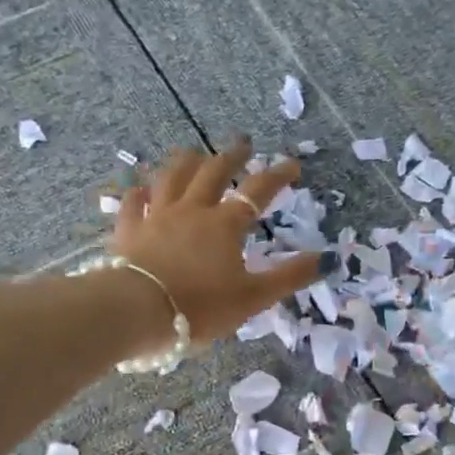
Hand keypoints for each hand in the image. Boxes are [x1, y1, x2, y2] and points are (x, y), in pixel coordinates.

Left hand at [109, 138, 320, 342]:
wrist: (137, 311)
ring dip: (185, 161)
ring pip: (171, 177)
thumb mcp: (253, 297)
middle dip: (232, 156)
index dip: (277, 176)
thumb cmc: (200, 307)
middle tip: (243, 144)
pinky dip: (139, 191)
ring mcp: (156, 216)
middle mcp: (191, 210)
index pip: (257, 192)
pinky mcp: (127, 229)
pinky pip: (132, 202)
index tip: (292, 164)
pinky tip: (141, 187)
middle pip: (213, 172)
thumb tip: (326, 258)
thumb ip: (288, 276)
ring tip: (194, 152)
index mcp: (224, 225)